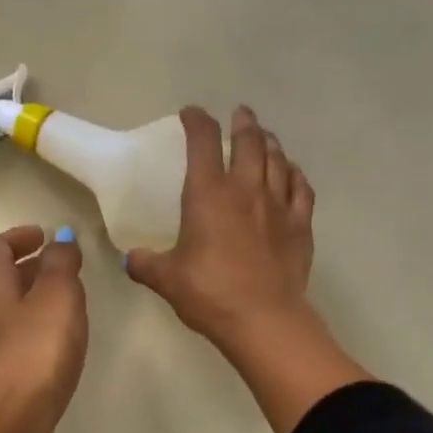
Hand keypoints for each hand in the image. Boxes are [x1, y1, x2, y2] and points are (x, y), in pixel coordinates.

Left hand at [0, 225, 87, 432]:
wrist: (8, 421)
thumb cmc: (34, 351)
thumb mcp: (57, 297)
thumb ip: (62, 265)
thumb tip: (62, 240)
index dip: (19, 237)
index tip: (45, 236)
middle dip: (29, 268)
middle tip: (62, 268)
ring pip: (7, 312)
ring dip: (33, 301)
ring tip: (67, 305)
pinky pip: (15, 342)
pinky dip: (34, 331)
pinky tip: (58, 345)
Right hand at [125, 106, 315, 348]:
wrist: (263, 318)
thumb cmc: (209, 293)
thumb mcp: (167, 279)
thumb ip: (146, 264)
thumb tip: (130, 260)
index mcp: (209, 195)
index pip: (203, 143)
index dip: (197, 121)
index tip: (191, 113)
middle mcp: (246, 190)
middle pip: (249, 142)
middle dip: (243, 123)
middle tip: (240, 114)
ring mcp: (278, 206)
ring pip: (278, 160)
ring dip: (270, 143)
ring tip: (265, 136)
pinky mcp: (300, 226)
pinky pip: (301, 189)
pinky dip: (295, 175)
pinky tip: (292, 173)